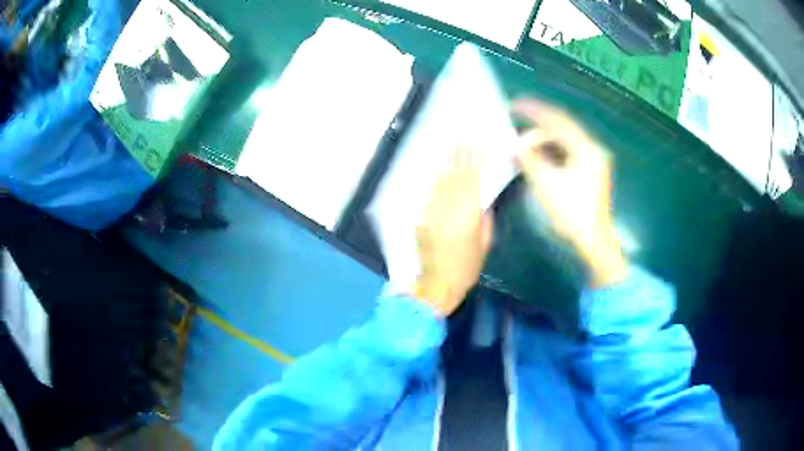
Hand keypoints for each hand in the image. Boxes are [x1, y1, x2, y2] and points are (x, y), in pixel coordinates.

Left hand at [411, 146, 493, 315]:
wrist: (436, 284)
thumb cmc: (466, 268)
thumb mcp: (484, 243)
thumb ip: (484, 218)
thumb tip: (482, 199)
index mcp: (468, 213)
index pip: (473, 178)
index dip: (476, 158)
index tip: (478, 141)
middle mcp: (448, 206)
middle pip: (455, 173)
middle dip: (460, 152)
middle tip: (462, 134)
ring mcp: (431, 210)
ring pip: (440, 179)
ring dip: (446, 161)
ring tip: (451, 145)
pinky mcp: (421, 216)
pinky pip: (431, 191)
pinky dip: (436, 179)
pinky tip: (440, 170)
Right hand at [512, 99, 626, 287]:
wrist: (594, 242)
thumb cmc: (573, 214)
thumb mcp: (547, 184)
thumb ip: (530, 159)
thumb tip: (514, 145)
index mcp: (587, 149)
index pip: (558, 120)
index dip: (535, 110)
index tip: (514, 105)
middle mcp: (593, 149)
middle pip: (561, 129)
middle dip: (537, 128)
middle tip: (516, 129)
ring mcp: (593, 160)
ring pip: (564, 142)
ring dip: (543, 143)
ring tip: (523, 149)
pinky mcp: (590, 171)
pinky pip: (567, 153)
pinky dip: (551, 153)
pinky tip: (537, 158)